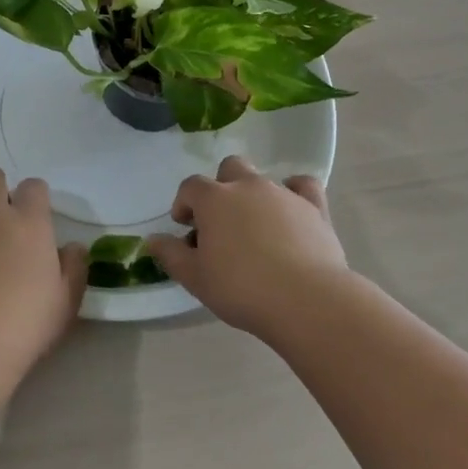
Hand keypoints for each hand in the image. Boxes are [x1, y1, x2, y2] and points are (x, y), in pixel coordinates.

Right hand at [146, 155, 351, 334]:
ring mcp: (283, 193)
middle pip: (228, 169)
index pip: (190, 186)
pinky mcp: (314, 207)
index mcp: (214, 199)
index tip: (186, 229)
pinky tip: (291, 210)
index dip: (184, 203)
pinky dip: (295, 192)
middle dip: (220, 189)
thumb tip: (153, 239)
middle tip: (220, 223)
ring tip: (254, 229)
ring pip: (262, 178)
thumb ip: (171, 254)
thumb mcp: (195, 278)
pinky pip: (303, 186)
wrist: (305, 299)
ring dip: (252, 196)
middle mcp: (247, 186)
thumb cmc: (241, 288)